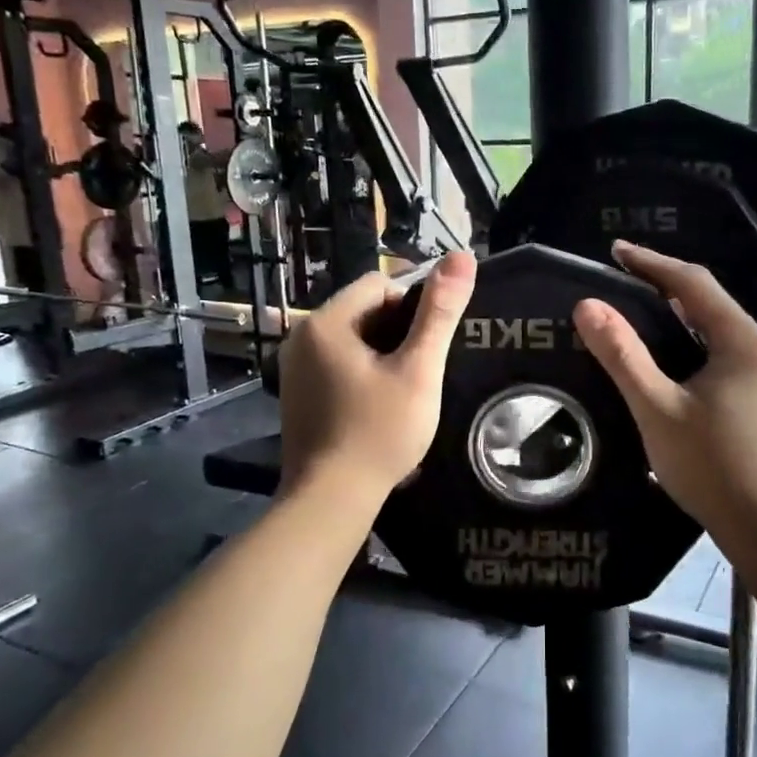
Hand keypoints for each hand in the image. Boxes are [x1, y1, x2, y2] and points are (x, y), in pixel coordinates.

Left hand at [277, 251, 477, 503]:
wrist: (330, 500)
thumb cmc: (379, 433)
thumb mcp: (418, 371)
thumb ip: (440, 313)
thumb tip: (463, 256)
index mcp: (326, 322)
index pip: (379, 284)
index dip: (414, 305)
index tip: (433, 342)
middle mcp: (301, 336)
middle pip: (363, 310)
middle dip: (398, 330)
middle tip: (424, 368)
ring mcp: (294, 368)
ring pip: (352, 339)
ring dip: (383, 353)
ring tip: (407, 387)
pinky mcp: (297, 393)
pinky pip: (337, 364)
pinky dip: (362, 372)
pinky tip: (379, 404)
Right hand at [575, 242, 756, 542]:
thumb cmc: (714, 467)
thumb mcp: (658, 409)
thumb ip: (622, 355)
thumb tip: (587, 305)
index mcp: (743, 342)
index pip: (693, 283)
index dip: (651, 263)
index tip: (615, 250)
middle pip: (710, 305)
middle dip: (666, 289)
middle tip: (622, 284)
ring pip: (719, 334)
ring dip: (681, 321)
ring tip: (640, 320)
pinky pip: (726, 359)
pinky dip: (694, 350)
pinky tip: (673, 369)